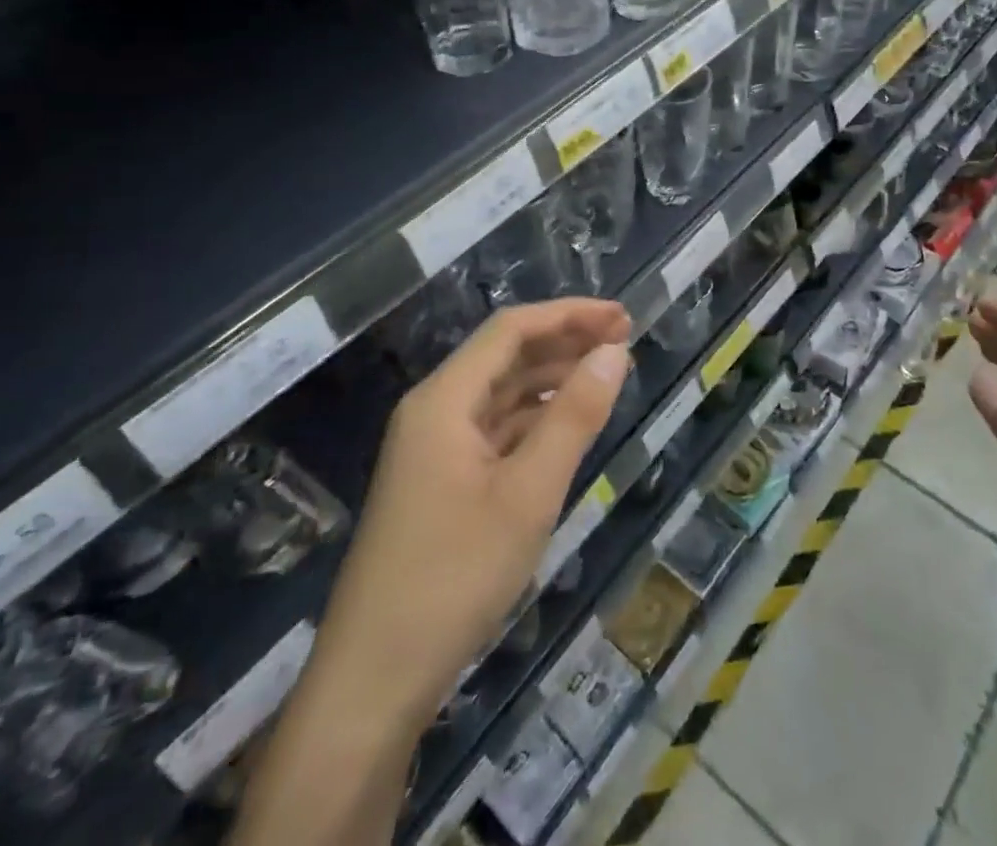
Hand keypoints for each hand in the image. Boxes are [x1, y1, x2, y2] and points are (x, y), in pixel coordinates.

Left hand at [318, 298, 631, 724]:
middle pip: (504, 356)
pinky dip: (534, 419)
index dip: (569, 314)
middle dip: (564, 341)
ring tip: (604, 375)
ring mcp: (434, 449)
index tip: (622, 317)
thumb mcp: (529, 494)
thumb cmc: (454, 577)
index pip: (511, 329)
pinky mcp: (440, 483)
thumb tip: (614, 351)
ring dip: (551, 378)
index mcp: (444, 400)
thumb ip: (574, 417)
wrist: (372, 683)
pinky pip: (494, 430)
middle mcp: (434, 411)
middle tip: (624, 341)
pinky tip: (566, 427)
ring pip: (500, 394)